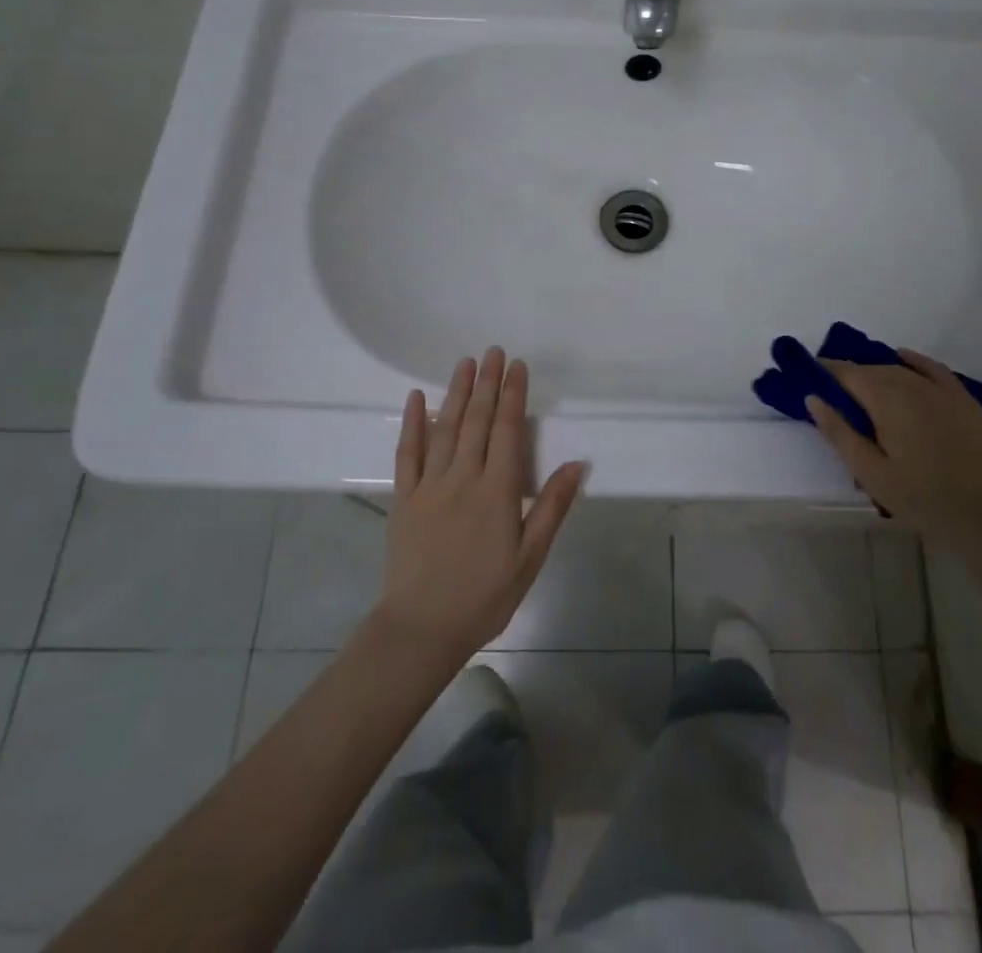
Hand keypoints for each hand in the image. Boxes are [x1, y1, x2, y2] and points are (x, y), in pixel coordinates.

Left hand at [375, 347, 584, 663]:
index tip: (517, 366)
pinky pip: (407, 452)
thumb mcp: (530, 558)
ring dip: (456, 392)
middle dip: (487, 383)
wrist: (421, 629)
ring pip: (444, 428)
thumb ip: (551, 507)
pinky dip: (412, 422)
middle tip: (493, 351)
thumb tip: (578, 464)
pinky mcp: (404, 498)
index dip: (512, 395)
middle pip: (476, 420)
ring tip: (465, 363)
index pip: (506, 430)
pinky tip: (415, 398)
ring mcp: (429, 485)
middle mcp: (462, 478)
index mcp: (496, 491)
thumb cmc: (484, 596)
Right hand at [807, 349, 981, 538]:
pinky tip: (903, 357)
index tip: (810, 376)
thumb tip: (813, 399)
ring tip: (862, 388)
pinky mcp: (963, 400)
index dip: (827, 371)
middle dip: (850, 375)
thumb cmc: (921, 498)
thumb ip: (839, 433)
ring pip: (900, 370)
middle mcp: (912, 385)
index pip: (848, 374)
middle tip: (833, 392)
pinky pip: (933, 369)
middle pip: (873, 370)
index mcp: (886, 401)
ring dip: (877, 372)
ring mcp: (941, 391)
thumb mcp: (870, 472)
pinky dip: (914, 360)